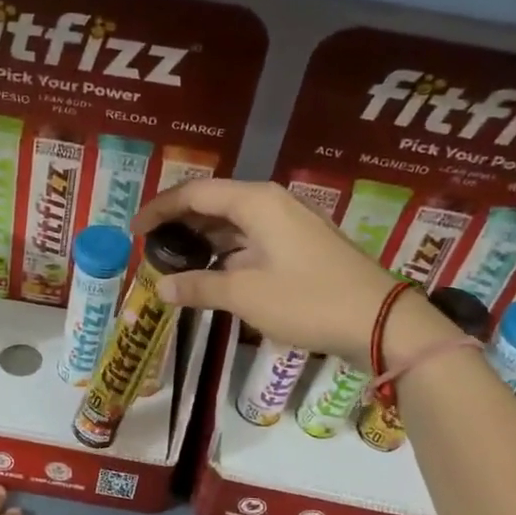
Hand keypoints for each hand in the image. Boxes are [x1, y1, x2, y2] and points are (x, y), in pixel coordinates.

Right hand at [131, 178, 457, 366]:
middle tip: (151, 246)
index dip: (160, 209)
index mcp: (256, 201)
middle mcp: (272, 203)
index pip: (194, 193)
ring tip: (174, 260)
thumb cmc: (308, 300)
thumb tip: (162, 288)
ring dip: (203, 238)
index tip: (134, 231)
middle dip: (179, 222)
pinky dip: (226, 251)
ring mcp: (290, 224)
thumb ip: (199, 287)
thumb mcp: (246, 294)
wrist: (381, 321)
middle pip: (214, 202)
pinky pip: (252, 239)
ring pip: (234, 222)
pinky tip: (213, 272)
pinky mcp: (301, 246)